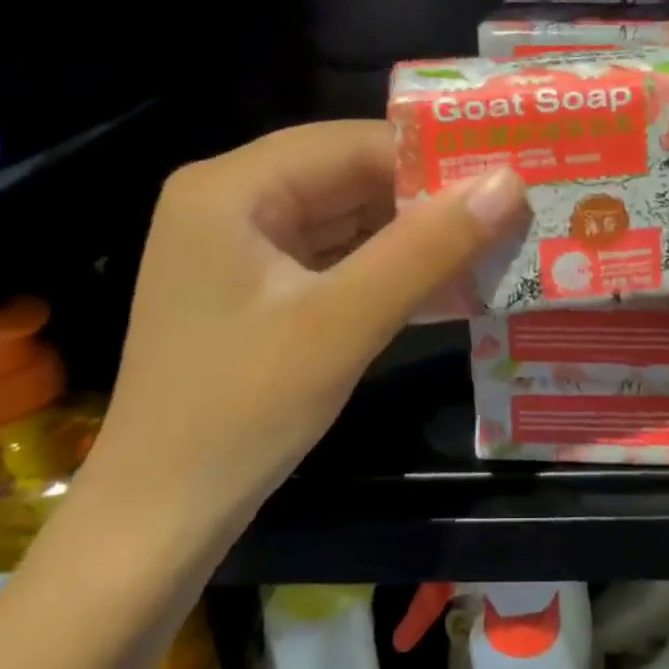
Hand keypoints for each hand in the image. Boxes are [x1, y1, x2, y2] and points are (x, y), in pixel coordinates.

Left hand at [88, 120, 526, 558]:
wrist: (156, 525)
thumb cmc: (239, 414)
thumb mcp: (342, 324)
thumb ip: (427, 248)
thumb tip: (510, 183)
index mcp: (231, 187)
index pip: (350, 143)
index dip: (431, 158)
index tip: (505, 178)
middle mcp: (230, 200)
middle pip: (347, 177)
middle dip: (426, 200)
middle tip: (511, 211)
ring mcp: (240, 246)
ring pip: (345, 218)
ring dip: (412, 236)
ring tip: (494, 241)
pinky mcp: (255, 287)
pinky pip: (333, 258)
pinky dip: (385, 268)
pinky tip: (443, 280)